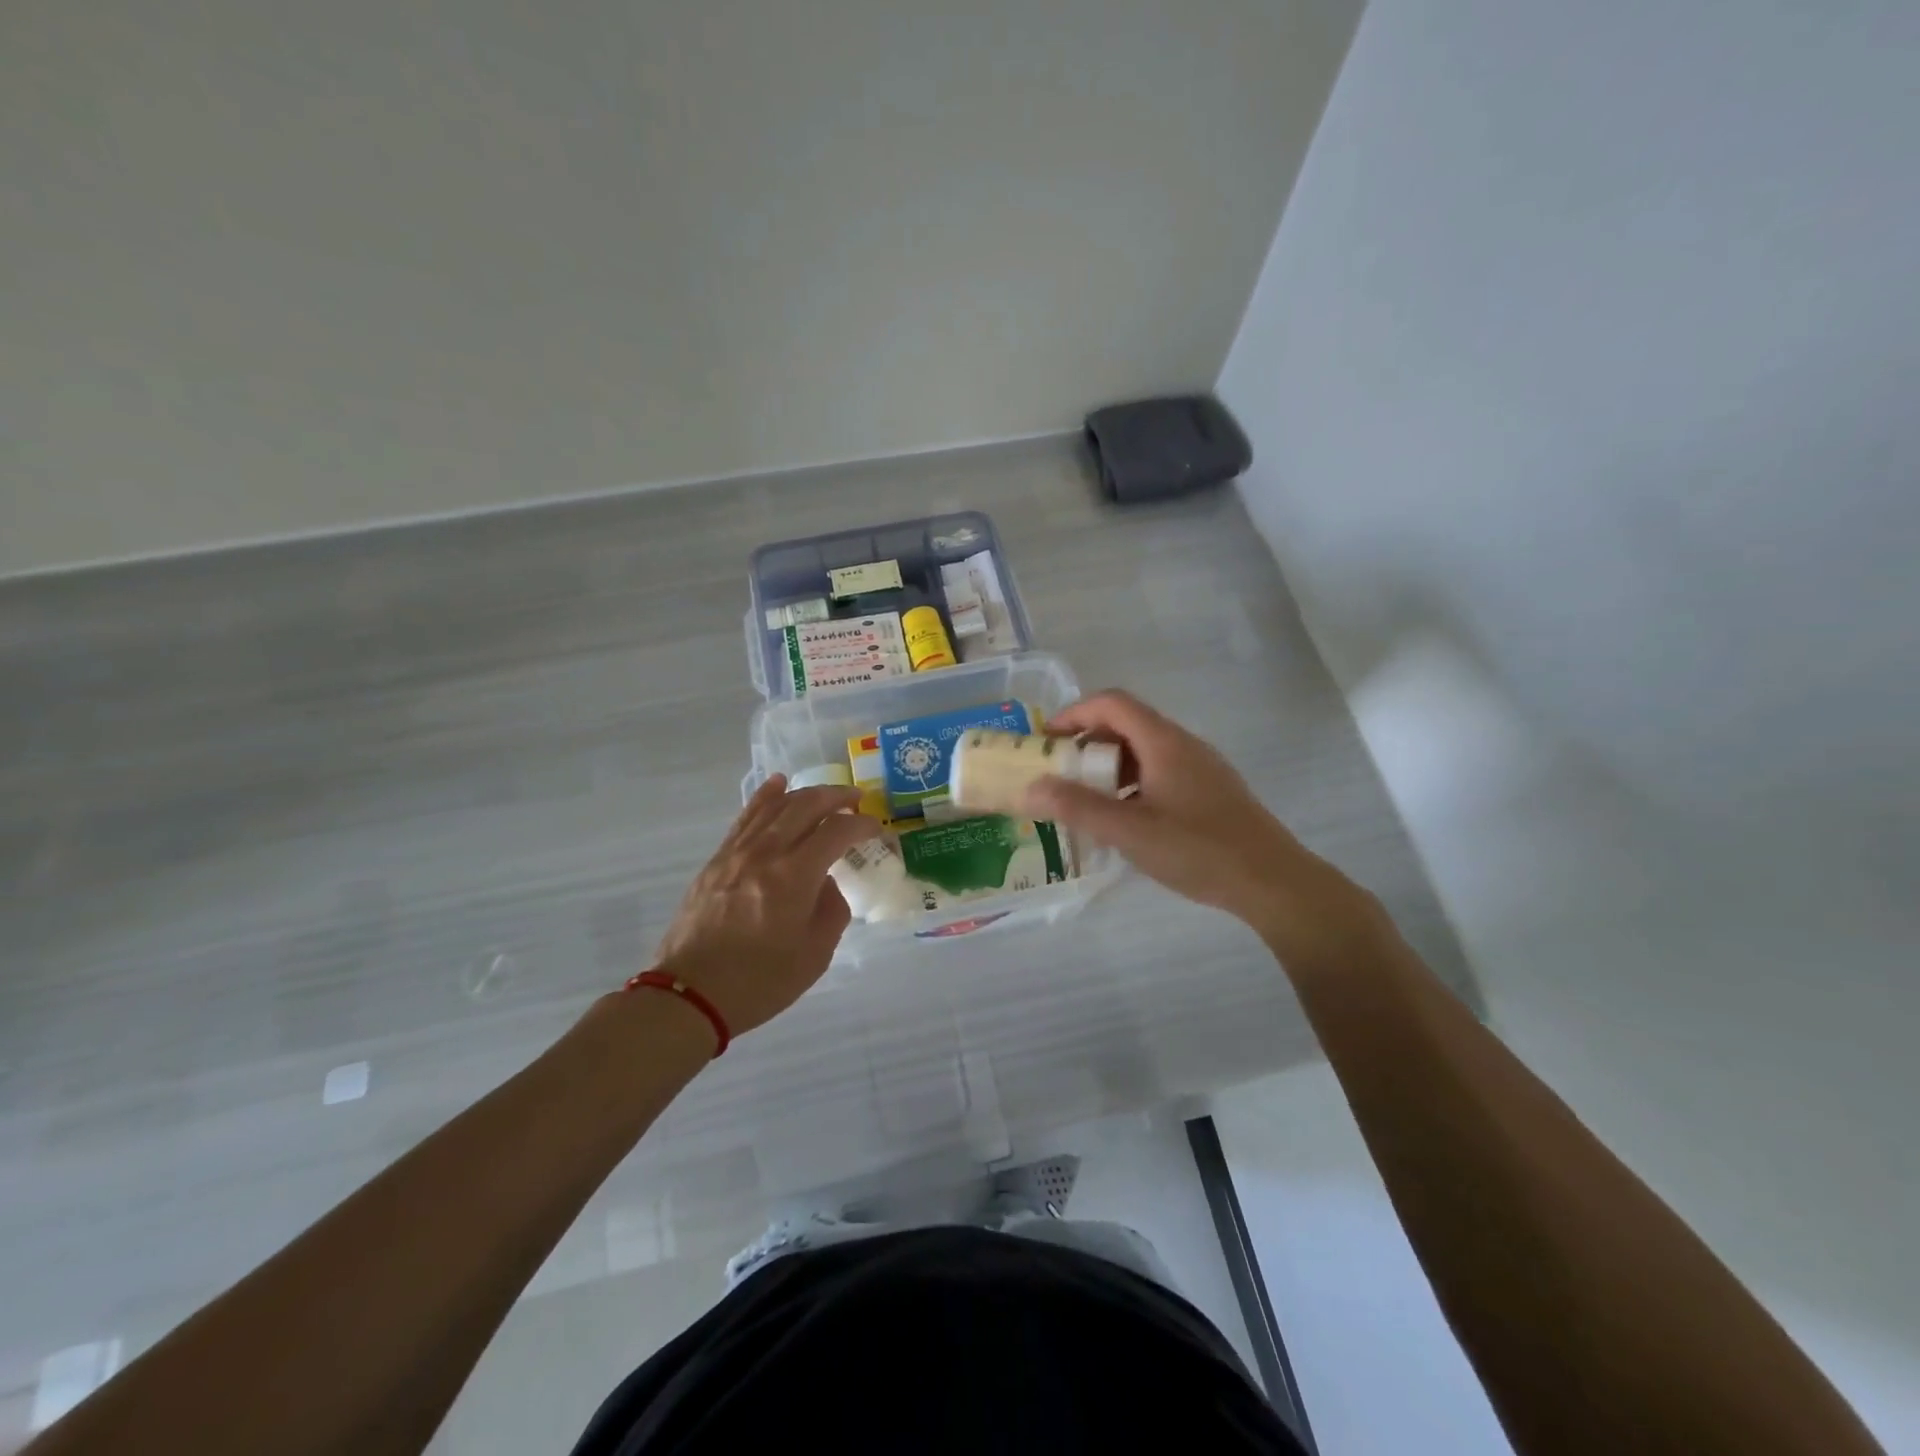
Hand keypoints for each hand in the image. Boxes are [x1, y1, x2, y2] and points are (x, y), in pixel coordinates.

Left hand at [651, 776, 882, 1036]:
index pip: (837, 831)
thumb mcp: (815, 955)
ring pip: (775, 806)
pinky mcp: (717, 860)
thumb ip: (832, 910)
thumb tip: (826, 882)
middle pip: (806, 806)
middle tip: (857, 801)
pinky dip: (765, 797)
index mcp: (795, 876)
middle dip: (836, 798)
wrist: (690, 994)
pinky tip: (776, 784)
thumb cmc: (760, 981)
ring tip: (826, 794)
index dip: (862, 825)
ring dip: (805, 794)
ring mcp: (737, 852)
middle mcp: (766, 853)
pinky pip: (746, 817)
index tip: (876, 830)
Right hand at [1024, 691, 1382, 960]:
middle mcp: (1183, 744)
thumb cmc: (1197, 849)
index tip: (1046, 739)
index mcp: (1163, 742)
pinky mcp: (1211, 791)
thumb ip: (1077, 808)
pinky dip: (1133, 783)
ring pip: (1145, 750)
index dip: (1074, 712)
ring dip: (1110, 765)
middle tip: (1061, 773)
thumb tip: (1029, 788)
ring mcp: (1201, 767)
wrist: (1272, 881)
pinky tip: (1127, 820)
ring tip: (1088, 800)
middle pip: (1127, 724)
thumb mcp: (1129, 831)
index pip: (1112, 703)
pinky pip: (1161, 771)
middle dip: (1088, 742)